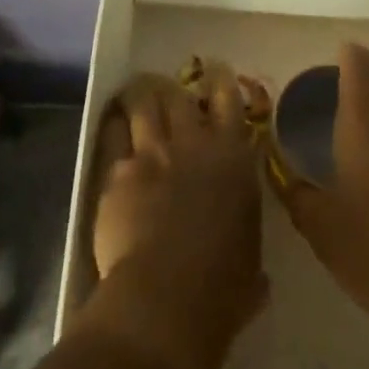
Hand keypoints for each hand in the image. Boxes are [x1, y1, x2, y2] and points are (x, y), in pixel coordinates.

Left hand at [74, 64, 266, 368]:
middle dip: (174, 87)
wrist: (166, 297)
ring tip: (137, 92)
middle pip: (180, 95)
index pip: (230, 102)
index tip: (217, 70)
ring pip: (143, 104)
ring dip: (141, 95)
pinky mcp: (117, 172)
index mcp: (233, 159)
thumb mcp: (250, 267)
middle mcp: (193, 144)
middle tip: (169, 87)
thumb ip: (246, 255)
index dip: (222, 81)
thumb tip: (255, 278)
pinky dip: (114, 125)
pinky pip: (112, 135)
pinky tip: (112, 123)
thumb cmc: (222, 288)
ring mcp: (152, 153)